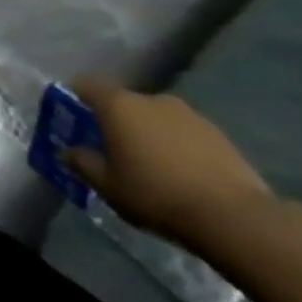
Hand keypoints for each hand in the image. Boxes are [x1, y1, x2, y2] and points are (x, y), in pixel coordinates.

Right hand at [65, 78, 274, 251]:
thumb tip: (68, 152)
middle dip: (115, 121)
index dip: (75, 98)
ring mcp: (189, 114)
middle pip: (123, 102)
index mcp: (119, 105)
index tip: (73, 119)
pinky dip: (176, 144)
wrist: (233, 217)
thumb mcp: (107, 186)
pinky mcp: (218, 133)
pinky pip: (183, 132)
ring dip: (148, 133)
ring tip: (150, 165)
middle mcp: (152, 99)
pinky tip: (181, 173)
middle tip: (112, 150)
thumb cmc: (156, 195)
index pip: (86, 85)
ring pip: (155, 117)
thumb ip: (83, 163)